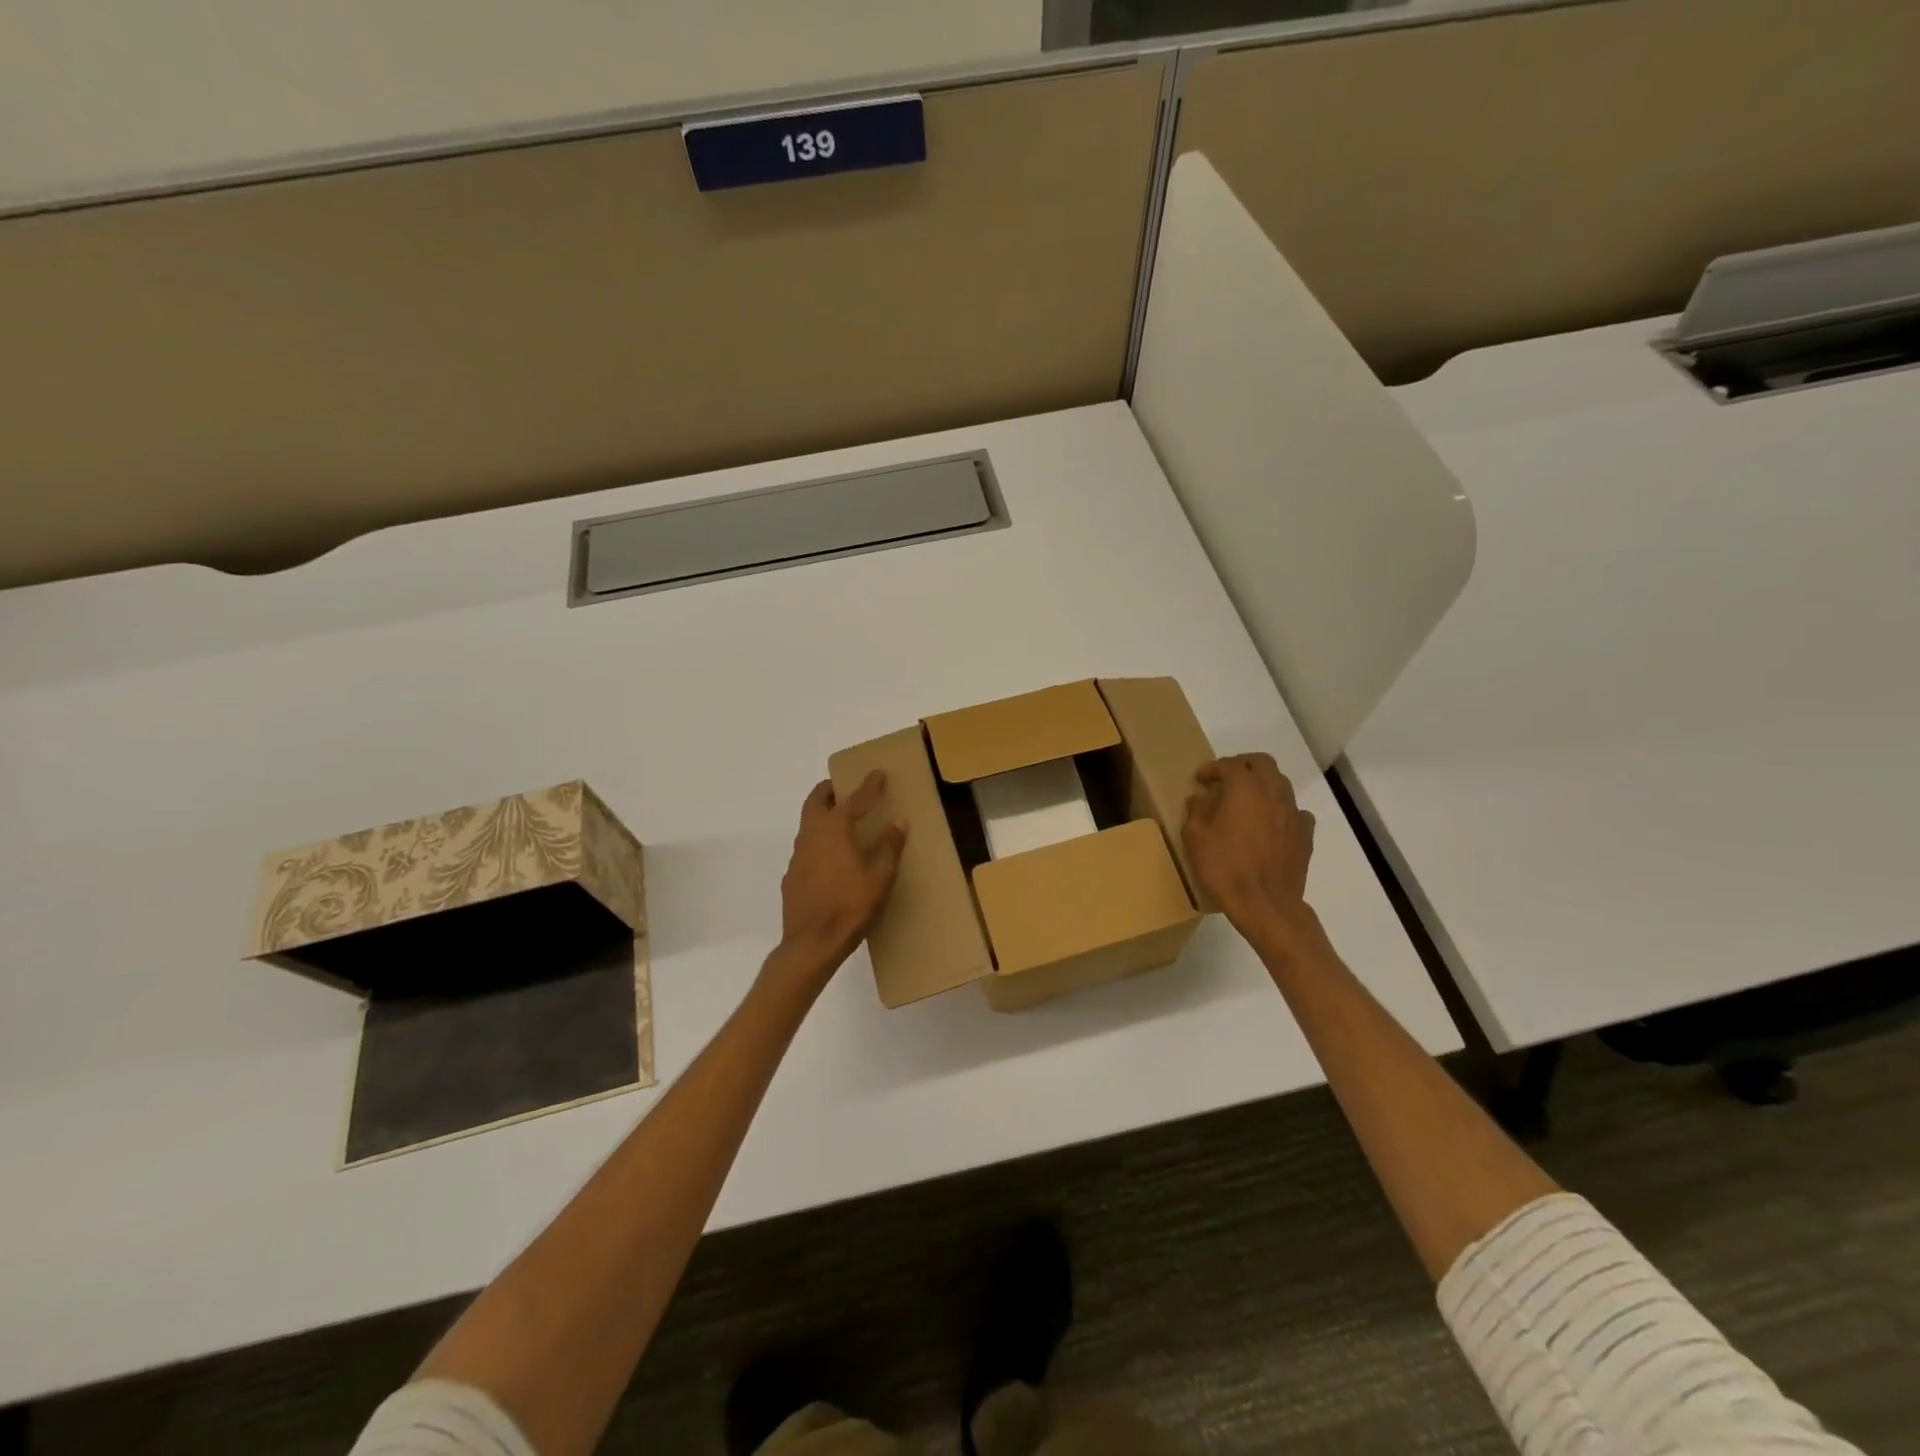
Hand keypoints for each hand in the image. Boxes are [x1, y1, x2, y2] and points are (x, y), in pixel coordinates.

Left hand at [775, 771, 906, 978]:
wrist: (811, 944)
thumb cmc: (850, 905)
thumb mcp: (880, 876)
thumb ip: (889, 846)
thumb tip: (898, 821)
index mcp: (834, 829)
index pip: (854, 799)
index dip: (869, 785)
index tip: (878, 772)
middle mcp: (811, 835)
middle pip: (816, 801)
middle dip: (830, 790)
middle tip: (845, 788)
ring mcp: (797, 856)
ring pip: (808, 824)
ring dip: (823, 816)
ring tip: (842, 823)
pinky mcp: (792, 877)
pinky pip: (807, 849)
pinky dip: (820, 843)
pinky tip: (832, 860)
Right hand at [1182, 754, 1315, 933]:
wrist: (1265, 904)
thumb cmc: (1225, 868)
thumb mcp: (1195, 838)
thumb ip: (1196, 811)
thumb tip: (1201, 797)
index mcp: (1245, 788)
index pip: (1229, 765)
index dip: (1212, 768)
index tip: (1200, 779)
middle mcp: (1273, 792)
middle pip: (1262, 763)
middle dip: (1242, 765)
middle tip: (1225, 779)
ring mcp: (1293, 812)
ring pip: (1280, 784)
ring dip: (1262, 785)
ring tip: (1246, 801)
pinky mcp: (1305, 834)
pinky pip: (1295, 811)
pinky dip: (1280, 810)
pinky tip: (1270, 824)